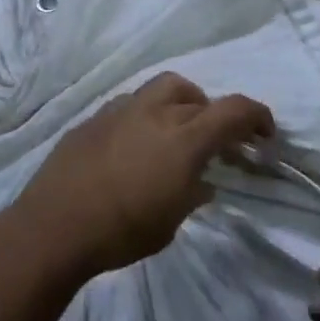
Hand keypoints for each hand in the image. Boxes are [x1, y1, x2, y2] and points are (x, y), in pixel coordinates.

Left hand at [18, 73, 272, 278]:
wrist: (55, 226)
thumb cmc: (122, 231)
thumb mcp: (171, 222)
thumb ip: (192, 194)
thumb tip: (202, 182)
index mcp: (184, 138)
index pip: (234, 110)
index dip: (258, 116)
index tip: (265, 133)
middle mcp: (155, 112)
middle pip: (195, 94)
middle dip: (211, 110)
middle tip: (212, 137)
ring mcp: (120, 110)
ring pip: (159, 89)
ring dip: (176, 105)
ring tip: (172, 133)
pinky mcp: (93, 118)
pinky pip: (128, 105)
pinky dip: (142, 116)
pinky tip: (133, 144)